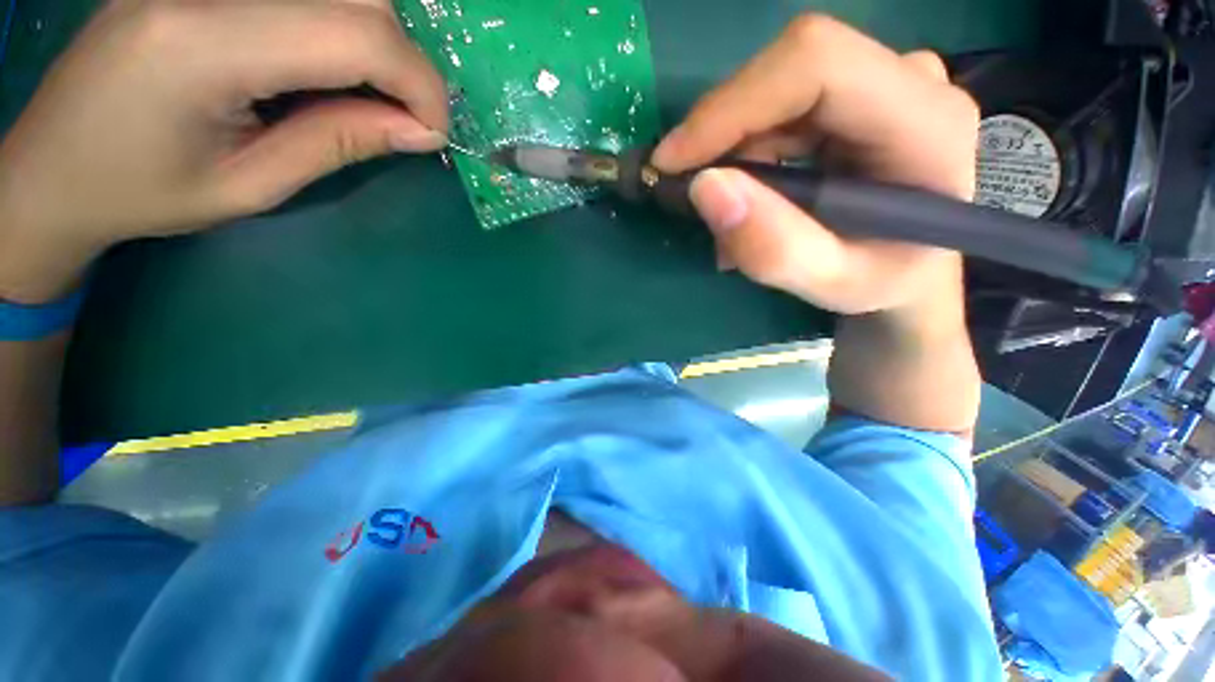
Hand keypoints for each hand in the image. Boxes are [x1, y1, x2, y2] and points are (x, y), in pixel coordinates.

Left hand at [0, 0, 447, 302]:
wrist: (51, 166)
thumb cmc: (141, 193)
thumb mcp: (251, 185)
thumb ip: (339, 143)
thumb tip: (421, 131)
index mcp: (204, 44)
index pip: (357, 34)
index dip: (420, 84)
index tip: (434, 134)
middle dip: (405, 64)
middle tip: (403, 120)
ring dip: (376, 45)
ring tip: (367, 98)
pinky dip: (341, 30)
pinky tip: (325, 68)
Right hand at [652, 15, 978, 317]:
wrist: (908, 269)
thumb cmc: (883, 283)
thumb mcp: (831, 285)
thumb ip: (774, 248)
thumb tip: (705, 187)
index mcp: (926, 123)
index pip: (816, 64)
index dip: (731, 104)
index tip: (672, 161)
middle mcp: (910, 79)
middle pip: (786, 72)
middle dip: (723, 137)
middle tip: (699, 201)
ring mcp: (883, 78)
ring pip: (774, 90)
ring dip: (732, 154)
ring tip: (730, 219)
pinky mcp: (856, 91)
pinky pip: (777, 106)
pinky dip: (745, 154)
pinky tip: (748, 199)